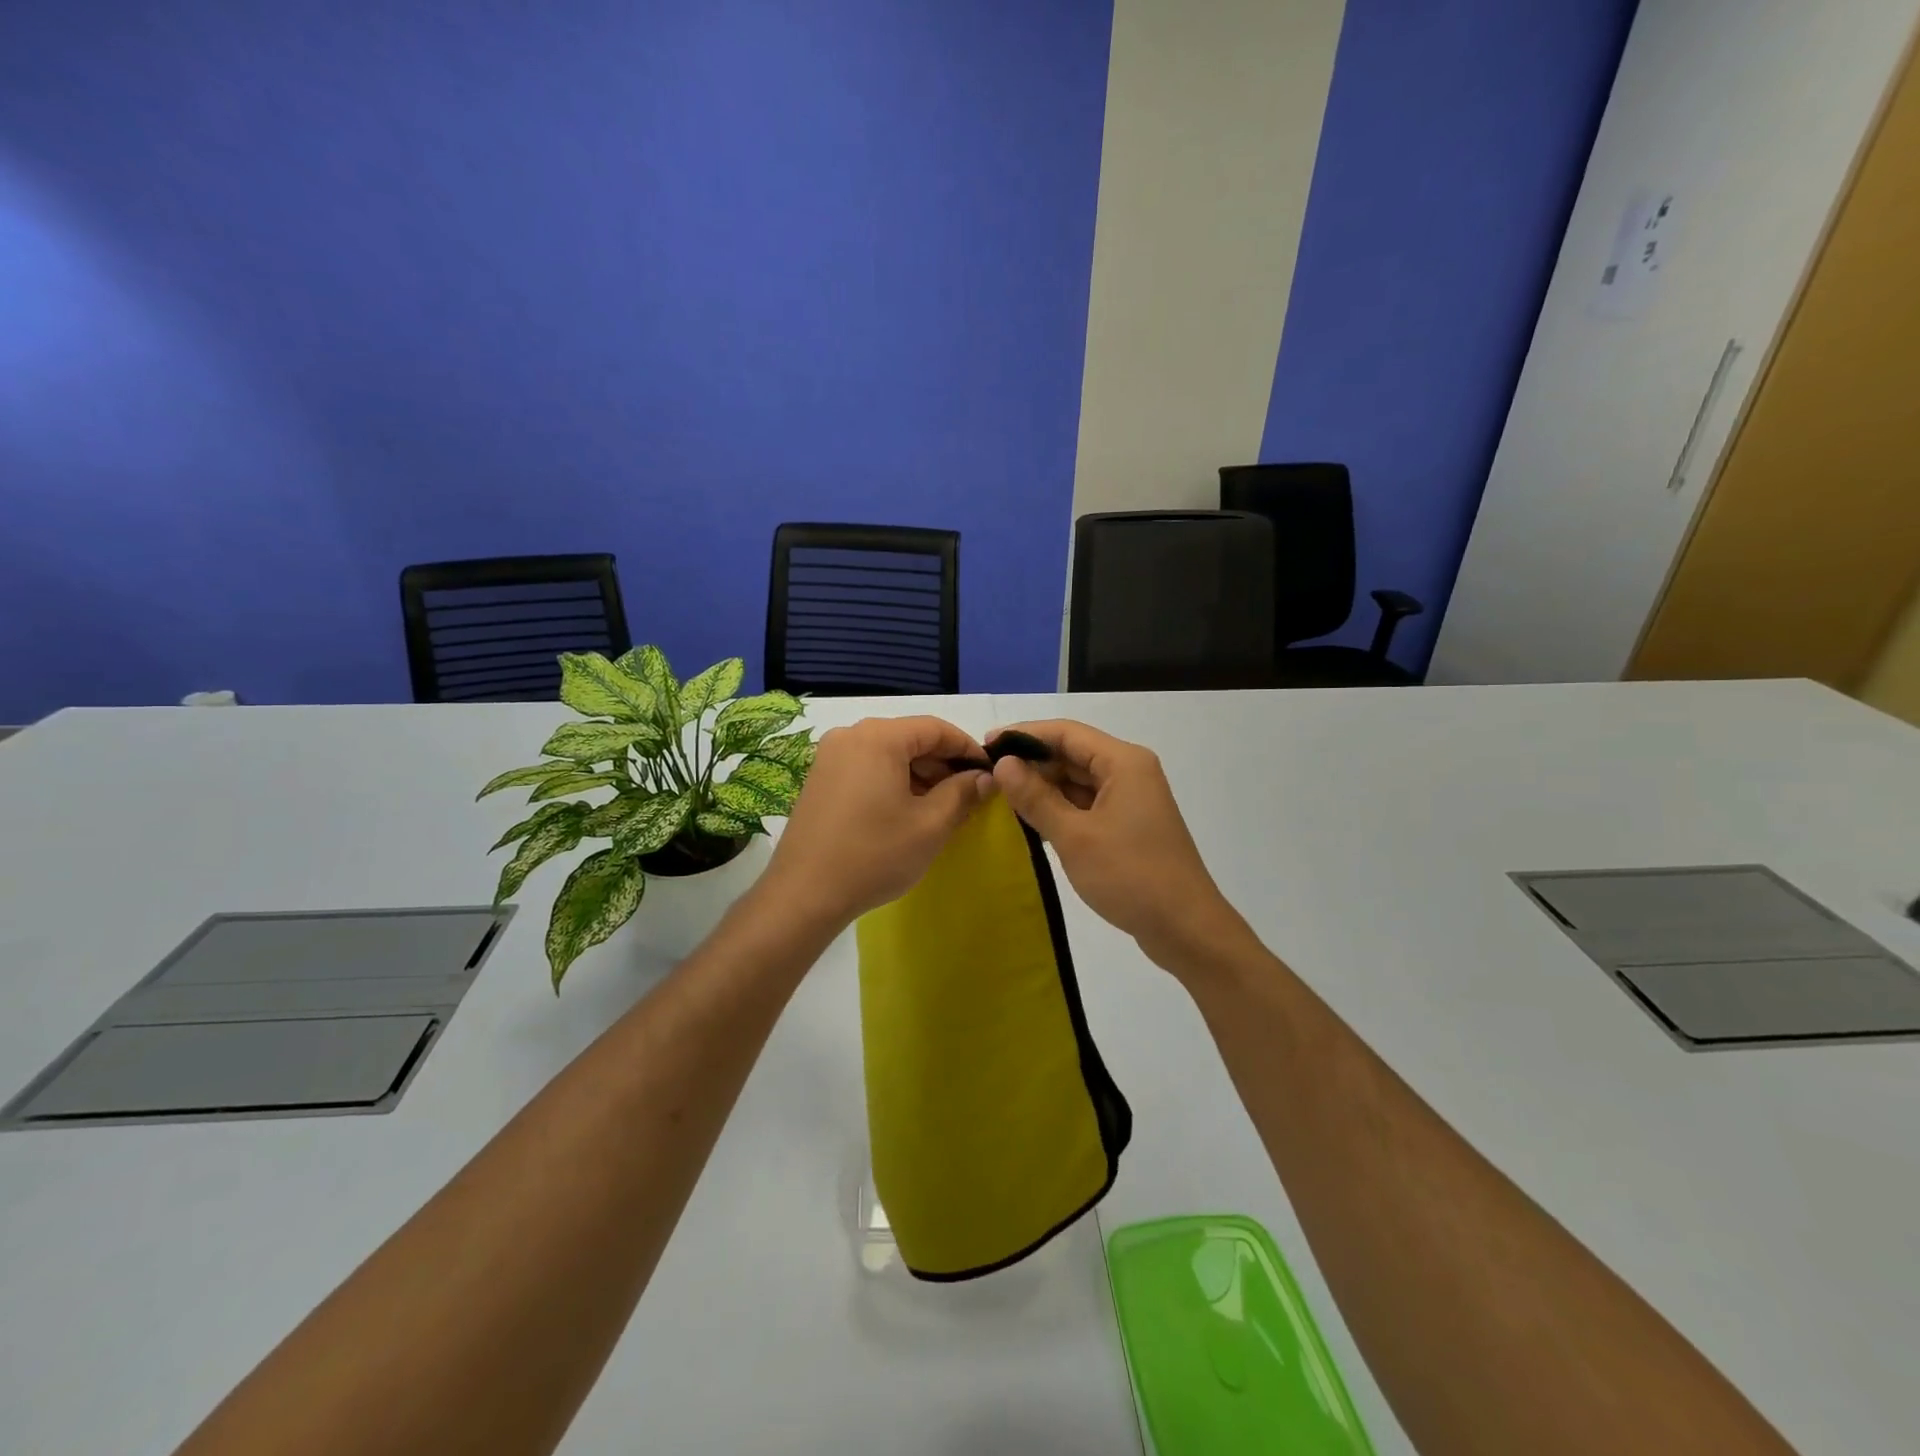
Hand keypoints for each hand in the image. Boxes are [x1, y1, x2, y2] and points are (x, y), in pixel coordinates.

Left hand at [762, 716, 993, 928]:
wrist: (804, 894)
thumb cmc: (874, 855)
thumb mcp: (930, 825)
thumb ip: (963, 793)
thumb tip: (985, 778)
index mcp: (879, 737)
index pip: (936, 728)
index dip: (967, 748)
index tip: (989, 773)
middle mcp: (851, 735)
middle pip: (910, 738)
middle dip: (943, 764)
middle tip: (969, 795)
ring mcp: (830, 757)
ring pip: (888, 754)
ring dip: (919, 774)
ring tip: (942, 807)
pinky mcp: (819, 779)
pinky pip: (867, 768)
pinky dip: (893, 781)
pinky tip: (907, 811)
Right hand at [988, 720, 1249, 976]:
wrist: (1185, 928)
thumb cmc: (1131, 876)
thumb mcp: (1075, 836)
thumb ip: (1036, 797)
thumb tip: (1003, 764)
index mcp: (1123, 762)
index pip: (1066, 733)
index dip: (1024, 735)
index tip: (986, 745)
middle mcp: (1130, 772)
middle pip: (1073, 754)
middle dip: (1032, 763)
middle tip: (988, 777)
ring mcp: (1131, 800)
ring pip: (1079, 781)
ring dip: (1044, 788)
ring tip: (1002, 798)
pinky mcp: (1129, 825)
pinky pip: (1087, 805)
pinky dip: (1060, 809)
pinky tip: (1032, 821)